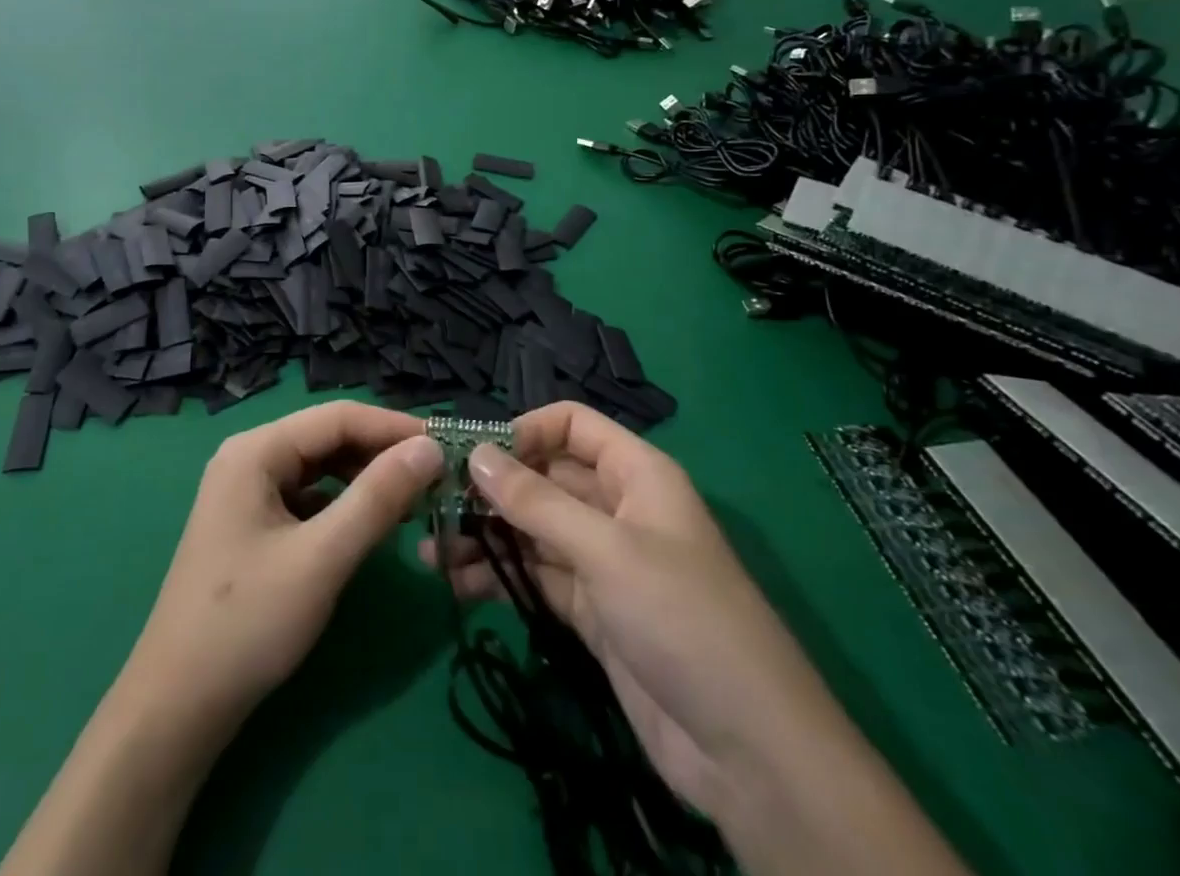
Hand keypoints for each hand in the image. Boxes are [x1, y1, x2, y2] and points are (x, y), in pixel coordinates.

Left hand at [126, 400, 444, 734]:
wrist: (177, 706)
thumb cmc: (248, 623)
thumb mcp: (322, 557)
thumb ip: (377, 498)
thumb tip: (429, 448)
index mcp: (256, 450)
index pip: (338, 417)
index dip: (394, 427)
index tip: (447, 445)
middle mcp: (250, 458)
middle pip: (328, 438)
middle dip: (382, 453)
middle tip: (437, 476)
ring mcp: (248, 492)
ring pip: (321, 468)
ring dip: (366, 479)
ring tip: (413, 498)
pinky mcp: (253, 524)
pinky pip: (309, 498)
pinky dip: (344, 505)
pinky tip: (372, 525)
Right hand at [419, 403, 861, 819]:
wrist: (750, 755)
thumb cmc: (682, 620)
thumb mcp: (606, 551)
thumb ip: (536, 502)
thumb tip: (475, 453)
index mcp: (635, 474)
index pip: (571, 425)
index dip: (524, 431)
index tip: (471, 454)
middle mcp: (616, 508)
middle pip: (544, 478)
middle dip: (491, 487)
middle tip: (430, 501)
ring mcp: (603, 562)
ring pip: (533, 530)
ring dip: (485, 534)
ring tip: (429, 547)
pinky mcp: (592, 612)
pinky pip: (536, 577)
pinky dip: (498, 576)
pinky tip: (456, 583)